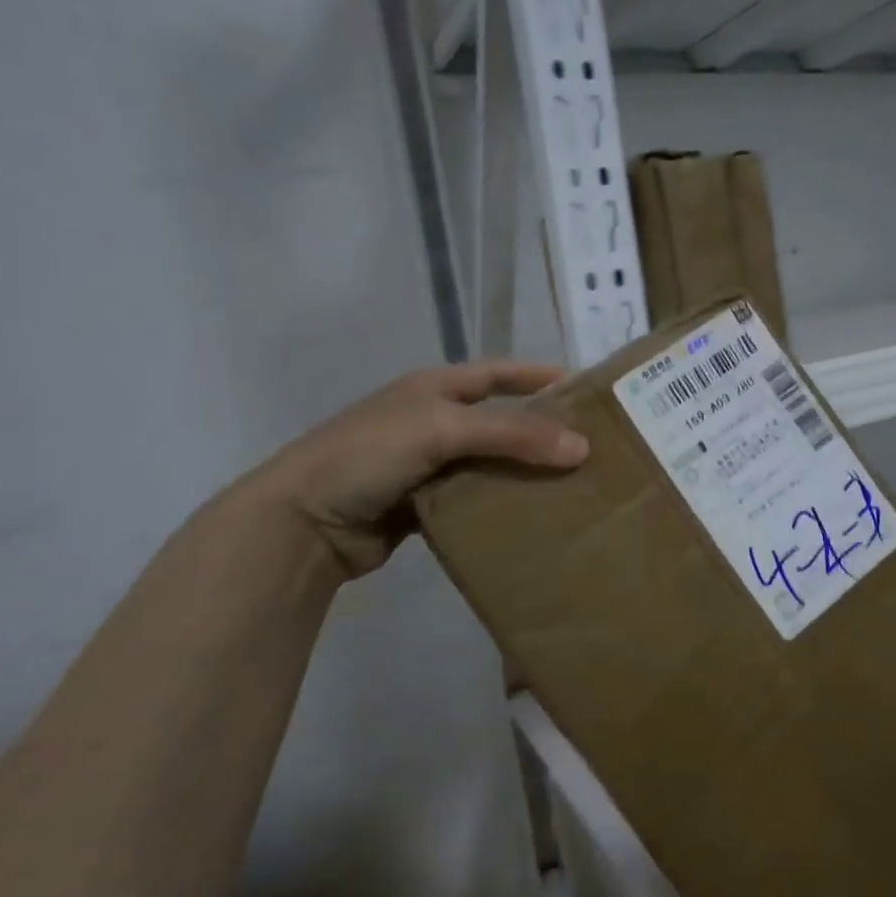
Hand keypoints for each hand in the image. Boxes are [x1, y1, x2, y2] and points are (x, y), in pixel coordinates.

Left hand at [246, 362, 587, 578]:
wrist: (302, 523)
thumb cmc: (368, 455)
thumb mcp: (441, 429)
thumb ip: (511, 434)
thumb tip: (582, 447)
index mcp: (435, 388)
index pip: (499, 373)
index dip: (539, 377)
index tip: (586, 390)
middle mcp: (435, 422)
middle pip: (501, 421)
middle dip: (543, 432)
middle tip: (592, 448)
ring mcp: (429, 466)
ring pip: (492, 464)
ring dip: (526, 474)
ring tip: (575, 486)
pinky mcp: (426, 506)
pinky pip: (477, 501)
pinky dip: (503, 506)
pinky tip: (535, 516)